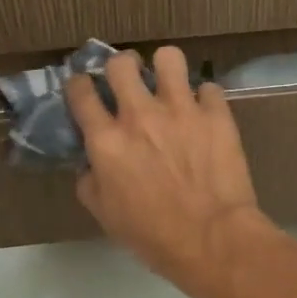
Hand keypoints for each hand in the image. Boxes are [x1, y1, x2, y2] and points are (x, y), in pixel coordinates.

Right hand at [66, 48, 275, 297]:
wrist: (213, 239)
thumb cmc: (153, 236)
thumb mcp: (106, 216)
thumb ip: (91, 183)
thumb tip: (90, 165)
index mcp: (107, 140)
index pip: (81, 92)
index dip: (80, 86)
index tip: (86, 90)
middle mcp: (139, 115)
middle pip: (121, 64)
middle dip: (121, 67)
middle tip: (129, 82)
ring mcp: (181, 109)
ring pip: (168, 58)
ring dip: (165, 69)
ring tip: (170, 84)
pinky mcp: (216, 114)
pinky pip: (209, 87)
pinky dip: (205, 99)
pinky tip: (205, 113)